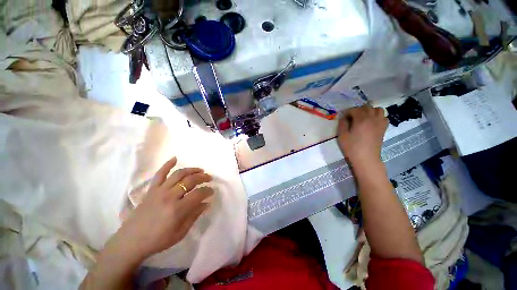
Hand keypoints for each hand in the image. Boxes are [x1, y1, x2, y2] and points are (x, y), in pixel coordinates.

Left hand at [111, 157, 213, 259]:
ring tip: (200, 170)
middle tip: (209, 178)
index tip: (212, 191)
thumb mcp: (180, 233)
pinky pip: (159, 174)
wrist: (131, 241)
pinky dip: (167, 165)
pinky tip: (175, 158)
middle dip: (203, 177)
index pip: (198, 194)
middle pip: (190, 180)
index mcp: (177, 209)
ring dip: (192, 170)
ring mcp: (159, 191)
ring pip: (178, 174)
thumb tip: (206, 203)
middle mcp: (169, 196)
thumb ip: (194, 216)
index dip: (208, 191)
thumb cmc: (158, 240)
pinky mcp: (151, 190)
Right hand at [337, 105, 388, 165]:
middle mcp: (372, 118)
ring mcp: (380, 123)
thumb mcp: (342, 135)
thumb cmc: (352, 147)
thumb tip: (343, 117)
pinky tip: (372, 122)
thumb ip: (342, 124)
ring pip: (378, 110)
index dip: (347, 112)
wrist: (366, 158)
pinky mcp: (383, 129)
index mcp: (361, 120)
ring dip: (370, 111)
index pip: (355, 109)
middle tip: (351, 117)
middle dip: (358, 110)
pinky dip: (378, 116)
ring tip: (363, 117)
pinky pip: (384, 117)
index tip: (343, 116)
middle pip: (366, 107)